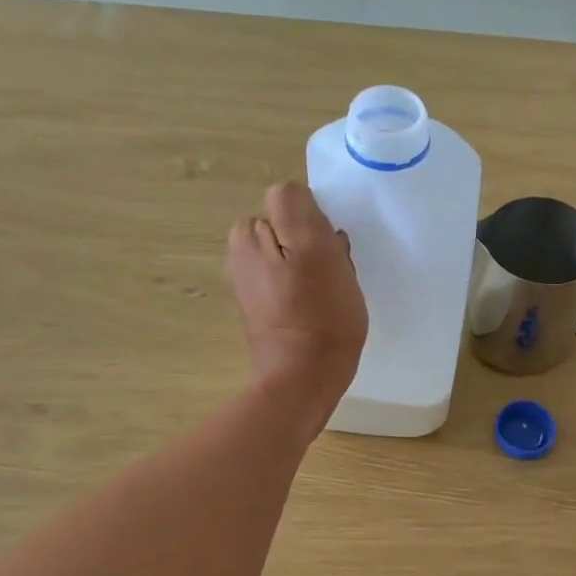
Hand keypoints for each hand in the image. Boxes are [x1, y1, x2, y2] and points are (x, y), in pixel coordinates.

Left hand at [226, 181, 365, 417]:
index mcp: (248, 235)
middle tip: (334, 276)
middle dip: (316, 247)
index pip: (292, 205)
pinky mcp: (267, 312)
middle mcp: (241, 256)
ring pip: (298, 259)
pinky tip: (324, 313)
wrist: (305, 379)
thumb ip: (296, 207)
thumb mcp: (313, 246)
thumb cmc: (318, 314)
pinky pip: (296, 286)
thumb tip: (291, 195)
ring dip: (319, 271)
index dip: (316, 225)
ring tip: (332, 297)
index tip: (330, 252)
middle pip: (293, 232)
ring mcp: (253, 287)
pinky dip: (312, 294)